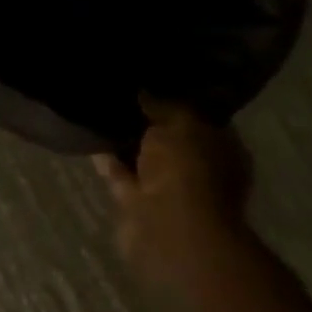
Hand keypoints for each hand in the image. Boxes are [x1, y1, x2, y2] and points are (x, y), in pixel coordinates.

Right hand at [97, 98, 251, 303]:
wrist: (169, 229)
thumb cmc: (189, 171)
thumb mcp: (181, 124)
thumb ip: (164, 105)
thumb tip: (145, 92)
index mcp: (222, 150)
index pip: (200, 118)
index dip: (177, 100)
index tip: (151, 82)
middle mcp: (200, 170)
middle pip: (171, 139)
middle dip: (149, 122)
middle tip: (120, 94)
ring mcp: (169, 190)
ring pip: (144, 159)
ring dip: (125, 142)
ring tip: (99, 111)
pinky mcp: (139, 203)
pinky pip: (121, 174)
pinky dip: (108, 159)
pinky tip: (89, 137)